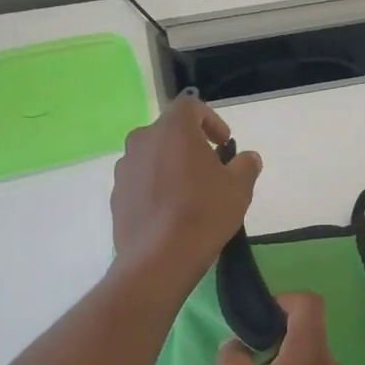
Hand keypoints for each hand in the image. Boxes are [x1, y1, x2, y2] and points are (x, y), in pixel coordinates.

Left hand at [111, 94, 260, 296]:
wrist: (159, 259)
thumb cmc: (204, 214)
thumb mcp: (239, 189)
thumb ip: (245, 166)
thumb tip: (248, 158)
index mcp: (172, 129)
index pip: (191, 106)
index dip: (211, 120)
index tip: (224, 144)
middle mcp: (142, 140)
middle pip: (169, 131)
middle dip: (191, 145)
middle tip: (211, 169)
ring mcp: (125, 168)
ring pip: (153, 156)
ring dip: (172, 166)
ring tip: (190, 193)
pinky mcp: (116, 195)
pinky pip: (141, 181)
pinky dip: (156, 187)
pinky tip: (171, 213)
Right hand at [211, 293, 350, 364]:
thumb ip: (231, 361)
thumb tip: (239, 346)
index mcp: (308, 357)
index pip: (308, 304)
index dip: (283, 300)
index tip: (257, 319)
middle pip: (307, 331)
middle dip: (275, 337)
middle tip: (243, 361)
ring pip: (309, 357)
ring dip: (282, 362)